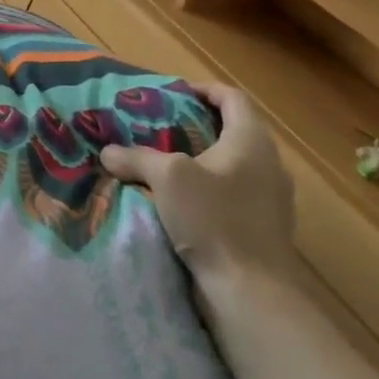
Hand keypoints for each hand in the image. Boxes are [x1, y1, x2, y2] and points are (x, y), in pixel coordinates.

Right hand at [100, 83, 297, 305]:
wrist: (251, 290)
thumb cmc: (214, 219)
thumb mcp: (167, 178)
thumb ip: (136, 157)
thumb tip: (109, 152)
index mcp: (251, 140)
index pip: (232, 98)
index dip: (203, 89)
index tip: (174, 92)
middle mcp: (268, 163)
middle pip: (233, 130)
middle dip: (196, 125)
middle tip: (159, 127)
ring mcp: (270, 198)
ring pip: (232, 164)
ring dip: (200, 160)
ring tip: (164, 164)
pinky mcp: (263, 227)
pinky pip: (233, 193)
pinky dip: (208, 188)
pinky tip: (180, 203)